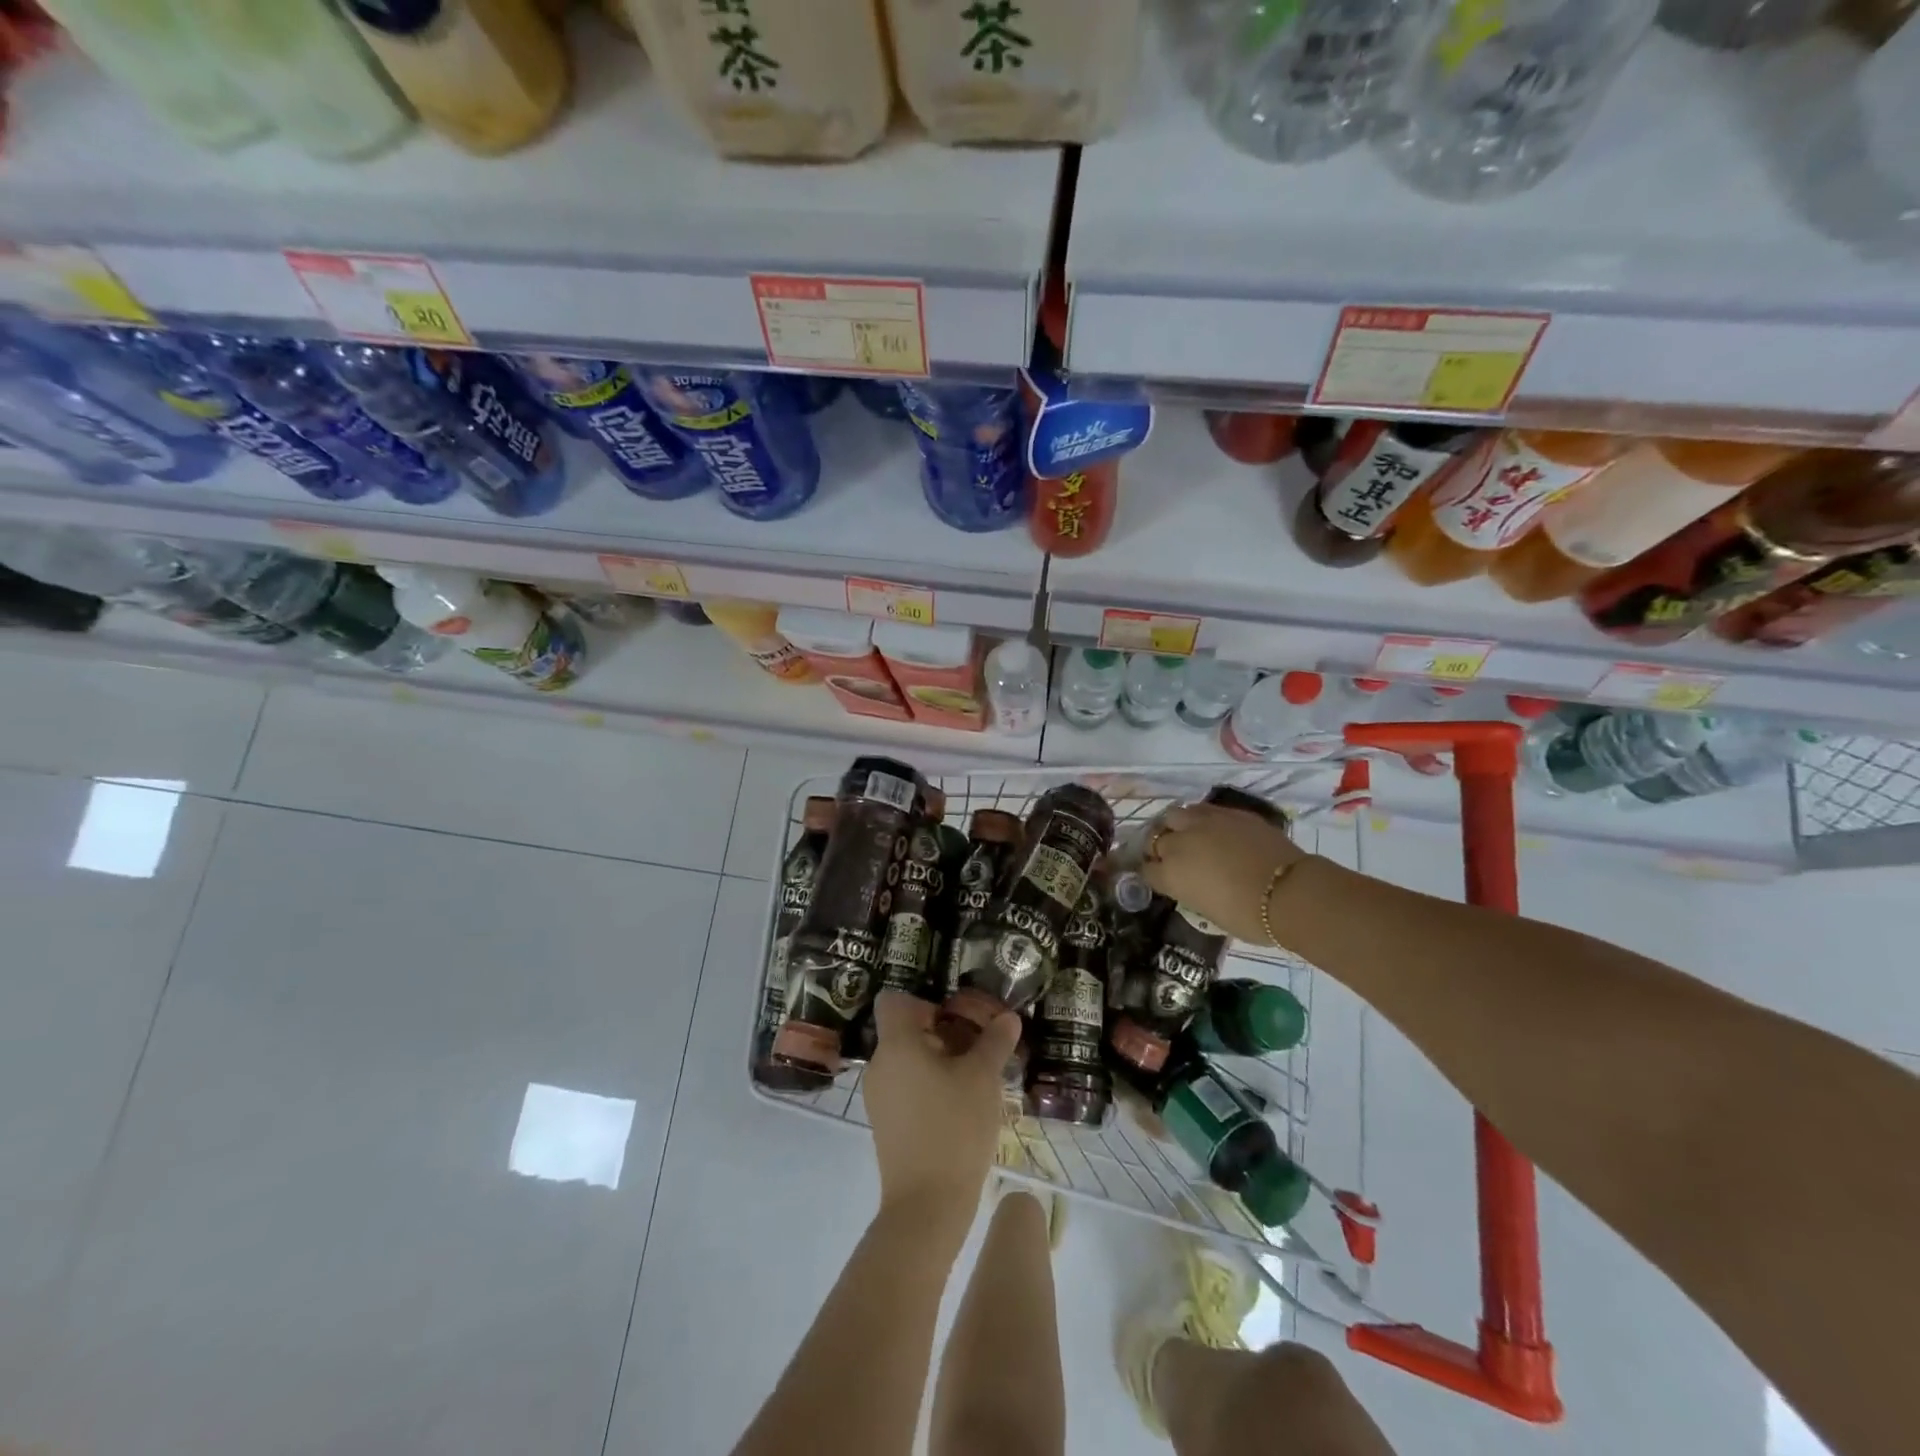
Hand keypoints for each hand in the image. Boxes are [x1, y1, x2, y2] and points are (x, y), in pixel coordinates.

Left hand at [864, 991, 1021, 1223]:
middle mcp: (879, 1065)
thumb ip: (994, 1042)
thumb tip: (1008, 1017)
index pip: (893, 1001)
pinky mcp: (885, 1123)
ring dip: (939, 1061)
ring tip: (975, 1078)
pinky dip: (929, 1086)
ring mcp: (878, 1097)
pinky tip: (960, 1106)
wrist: (927, 1205)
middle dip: (941, 1033)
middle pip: (904, 1031)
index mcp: (896, 1045)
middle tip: (977, 1047)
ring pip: (907, 1061)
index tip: (953, 1017)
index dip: (923, 1001)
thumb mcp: (982, 1078)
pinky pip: (905, 1087)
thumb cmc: (954, 1128)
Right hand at [1142, 801, 1306, 946]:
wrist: (1289, 892)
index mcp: (1170, 874)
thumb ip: (1190, 891)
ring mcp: (1204, 823)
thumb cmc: (1248, 917)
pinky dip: (1202, 820)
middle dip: (1158, 848)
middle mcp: (1179, 843)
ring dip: (1176, 826)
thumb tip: (1192, 883)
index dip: (1152, 875)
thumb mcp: (1207, 911)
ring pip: (1174, 815)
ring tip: (1188, 836)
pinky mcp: (1229, 813)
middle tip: (1170, 858)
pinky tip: (1213, 830)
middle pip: (1154, 839)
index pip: (1146, 871)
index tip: (1159, 879)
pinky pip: (1204, 810)